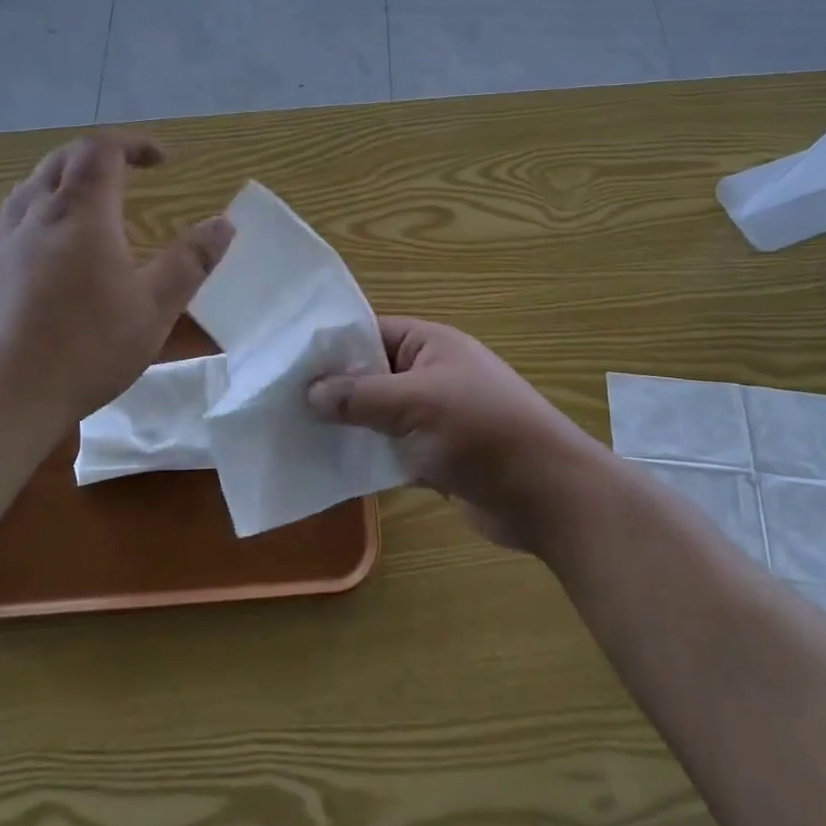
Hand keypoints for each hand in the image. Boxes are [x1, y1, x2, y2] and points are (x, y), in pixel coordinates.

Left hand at [0, 132, 233, 426]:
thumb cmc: (84, 349)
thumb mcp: (154, 309)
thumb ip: (191, 262)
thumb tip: (224, 224)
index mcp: (80, 214)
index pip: (101, 149)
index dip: (133, 143)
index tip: (163, 161)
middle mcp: (36, 215)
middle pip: (62, 159)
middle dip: (99, 156)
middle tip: (129, 174)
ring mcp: (1, 243)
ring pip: (31, 187)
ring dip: (65, 180)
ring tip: (91, 205)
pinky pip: (12, 221)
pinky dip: (40, 214)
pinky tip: (51, 254)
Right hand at [308, 318, 607, 551]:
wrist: (546, 494)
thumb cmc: (481, 430)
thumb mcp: (416, 403)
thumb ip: (360, 396)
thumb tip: (310, 392)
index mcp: (429, 345)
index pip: (369, 332)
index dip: (331, 346)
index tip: (286, 362)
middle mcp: (429, 373)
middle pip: (370, 374)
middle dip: (331, 389)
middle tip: (280, 401)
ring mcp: (433, 416)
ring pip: (377, 414)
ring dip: (345, 426)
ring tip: (293, 434)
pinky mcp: (434, 456)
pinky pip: (390, 448)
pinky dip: (365, 456)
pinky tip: (328, 466)